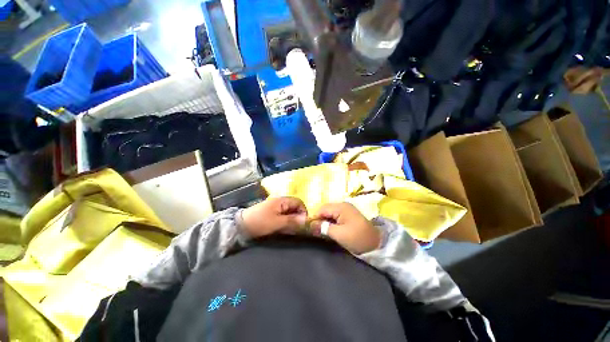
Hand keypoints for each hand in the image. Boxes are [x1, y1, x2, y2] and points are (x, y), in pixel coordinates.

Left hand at [241, 197, 307, 237]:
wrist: (242, 225)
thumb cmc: (260, 222)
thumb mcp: (277, 222)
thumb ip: (292, 220)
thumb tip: (306, 220)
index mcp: (282, 200)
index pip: (299, 202)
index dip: (303, 211)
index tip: (304, 223)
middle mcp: (281, 202)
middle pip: (295, 207)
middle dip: (298, 217)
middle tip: (299, 228)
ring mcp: (276, 207)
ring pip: (290, 212)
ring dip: (292, 220)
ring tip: (292, 229)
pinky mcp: (273, 213)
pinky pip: (284, 216)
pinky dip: (287, 221)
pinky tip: (285, 228)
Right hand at [311, 203, 380, 253]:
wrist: (377, 244)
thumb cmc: (357, 238)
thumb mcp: (339, 234)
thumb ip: (323, 228)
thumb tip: (310, 225)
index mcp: (341, 207)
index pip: (322, 209)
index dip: (314, 217)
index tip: (309, 228)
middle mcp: (343, 205)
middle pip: (325, 209)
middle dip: (319, 219)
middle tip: (315, 231)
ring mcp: (346, 210)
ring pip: (330, 213)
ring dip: (324, 221)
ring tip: (321, 231)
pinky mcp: (348, 215)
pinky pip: (335, 216)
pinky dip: (331, 222)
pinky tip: (329, 229)